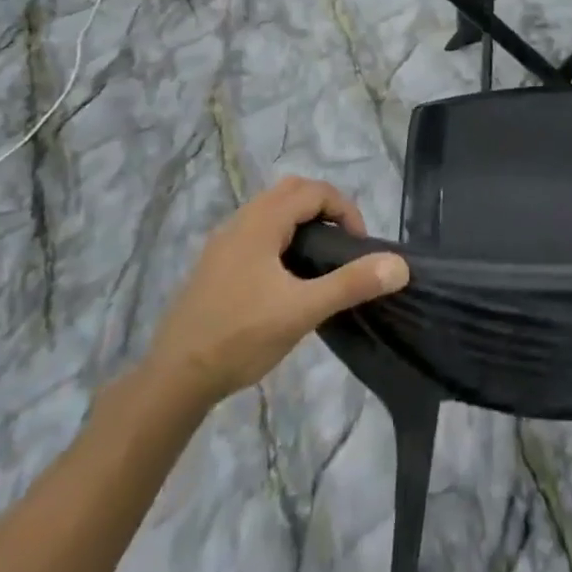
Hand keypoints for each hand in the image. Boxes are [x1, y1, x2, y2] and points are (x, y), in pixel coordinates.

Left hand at [145, 177, 407, 408]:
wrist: (173, 380)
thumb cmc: (240, 337)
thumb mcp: (302, 311)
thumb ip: (351, 284)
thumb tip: (399, 265)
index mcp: (261, 222)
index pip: (314, 191)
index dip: (344, 210)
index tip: (359, 245)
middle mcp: (240, 222)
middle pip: (291, 191)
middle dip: (324, 208)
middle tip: (342, 244)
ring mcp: (223, 243)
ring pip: (271, 211)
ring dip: (301, 222)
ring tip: (319, 261)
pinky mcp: (215, 265)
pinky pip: (256, 231)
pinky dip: (281, 237)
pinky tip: (285, 279)